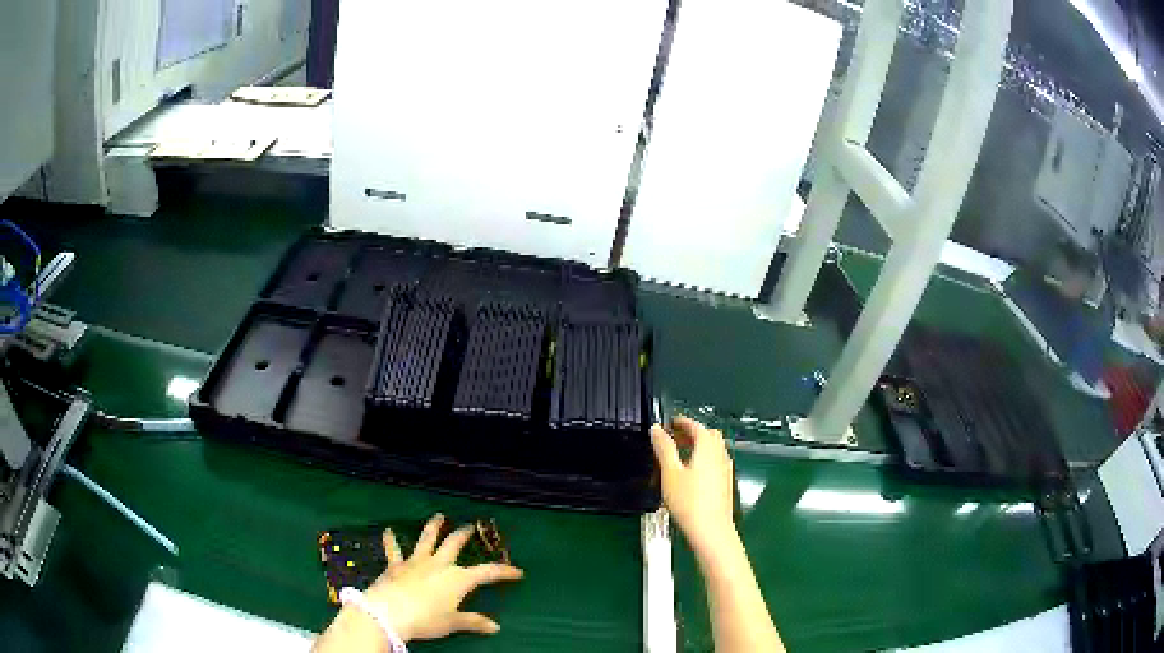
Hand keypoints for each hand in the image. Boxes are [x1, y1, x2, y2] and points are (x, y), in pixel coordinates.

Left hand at [314, 514, 523, 651]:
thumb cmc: (427, 619)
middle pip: (454, 545)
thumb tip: (495, 627)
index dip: (503, 571)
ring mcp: (416, 562)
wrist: (391, 612)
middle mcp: (439, 564)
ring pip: (426, 540)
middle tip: (470, 526)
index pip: (487, 572)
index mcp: (458, 578)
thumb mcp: (453, 623)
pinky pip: (393, 550)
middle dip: (463, 535)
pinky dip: (391, 541)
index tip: (517, 572)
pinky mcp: (395, 565)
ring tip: (438, 517)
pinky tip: (387, 531)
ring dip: (433, 527)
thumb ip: (473, 622)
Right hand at [651, 417, 735, 553]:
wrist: (711, 530)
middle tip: (675, 437)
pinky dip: (704, 459)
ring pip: (714, 449)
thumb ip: (663, 448)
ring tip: (680, 455)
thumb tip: (657, 429)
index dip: (683, 422)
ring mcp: (725, 469)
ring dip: (699, 446)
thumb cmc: (689, 501)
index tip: (671, 423)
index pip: (697, 426)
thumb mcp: (669, 473)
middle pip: (709, 435)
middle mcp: (720, 455)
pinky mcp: (725, 483)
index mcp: (707, 448)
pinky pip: (716, 462)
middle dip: (692, 432)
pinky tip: (691, 473)